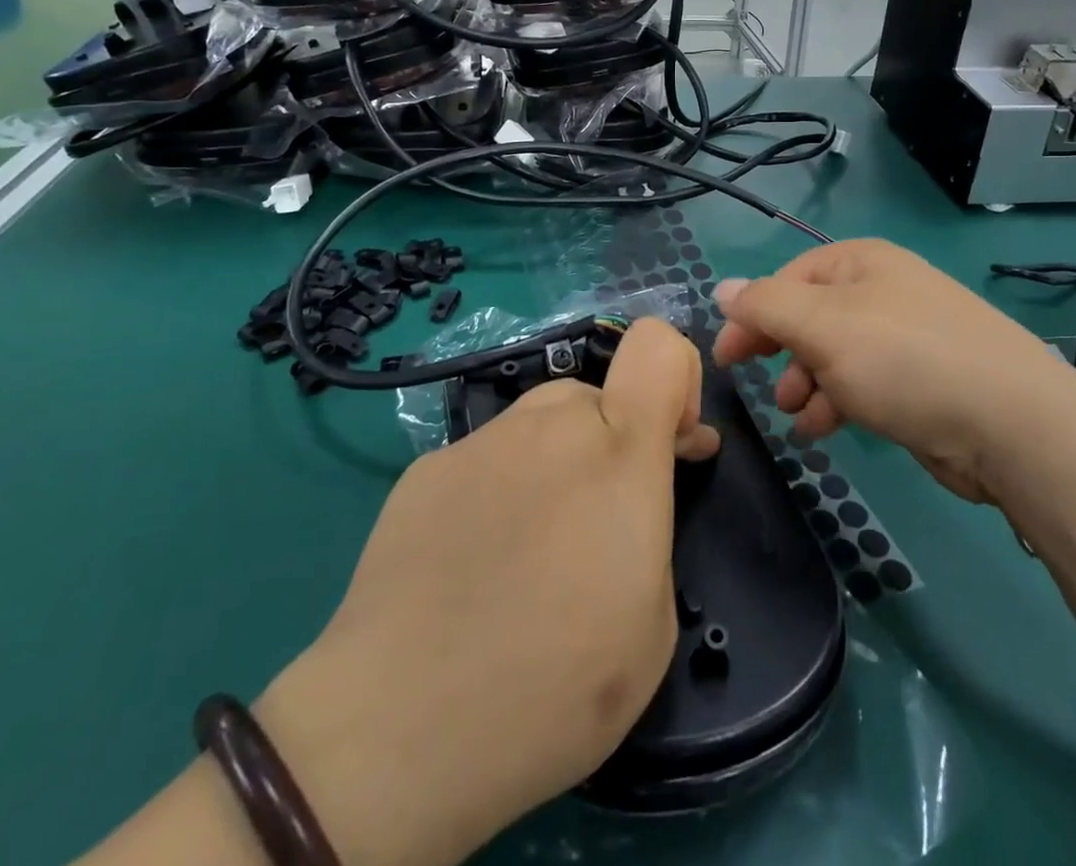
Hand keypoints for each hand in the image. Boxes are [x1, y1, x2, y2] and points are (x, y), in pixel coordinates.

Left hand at [255, 318, 717, 865]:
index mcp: (619, 451)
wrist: (399, 728)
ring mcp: (480, 441)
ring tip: (530, 553)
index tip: (672, 444)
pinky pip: (485, 459)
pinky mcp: (425, 469)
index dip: (676, 379)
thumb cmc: (554, 686)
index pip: (657, 346)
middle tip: (598, 526)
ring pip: (539, 425)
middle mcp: (549, 424)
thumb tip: (634, 492)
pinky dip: (498, 491)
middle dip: (612, 444)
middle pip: (597, 397)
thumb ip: (651, 524)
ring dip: (554, 465)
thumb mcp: (652, 621)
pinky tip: (473, 564)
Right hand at [712, 239, 1074, 502]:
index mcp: (860, 263)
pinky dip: (837, 402)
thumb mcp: (821, 326)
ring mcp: (906, 336)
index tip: (727, 356)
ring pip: (834, 354)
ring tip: (796, 415)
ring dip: (806, 382)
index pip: (787, 279)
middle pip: (810, 316)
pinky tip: (823, 429)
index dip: (752, 314)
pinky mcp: (921, 381)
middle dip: (781, 350)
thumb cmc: (903, 359)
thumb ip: (765, 306)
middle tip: (755, 384)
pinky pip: (862, 383)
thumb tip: (722, 288)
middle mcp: (883, 291)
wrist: (1010, 424)